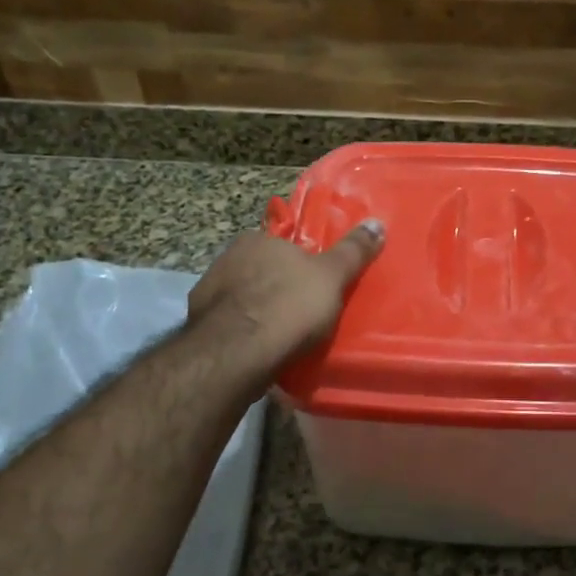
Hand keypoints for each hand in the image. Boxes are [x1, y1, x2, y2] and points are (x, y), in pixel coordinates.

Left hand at [188, 219, 384, 369]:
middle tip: (299, 311)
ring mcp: (208, 290)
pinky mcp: (197, 322)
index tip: (312, 283)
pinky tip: (255, 349)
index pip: (282, 243)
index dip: (298, 262)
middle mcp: (228, 257)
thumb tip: (377, 222)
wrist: (237, 352)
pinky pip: (227, 323)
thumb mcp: (333, 276)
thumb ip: (353, 251)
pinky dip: (241, 332)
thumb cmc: (290, 306)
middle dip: (276, 286)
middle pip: (260, 269)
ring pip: (241, 296)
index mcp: (258, 239)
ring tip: (279, 335)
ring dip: (256, 310)